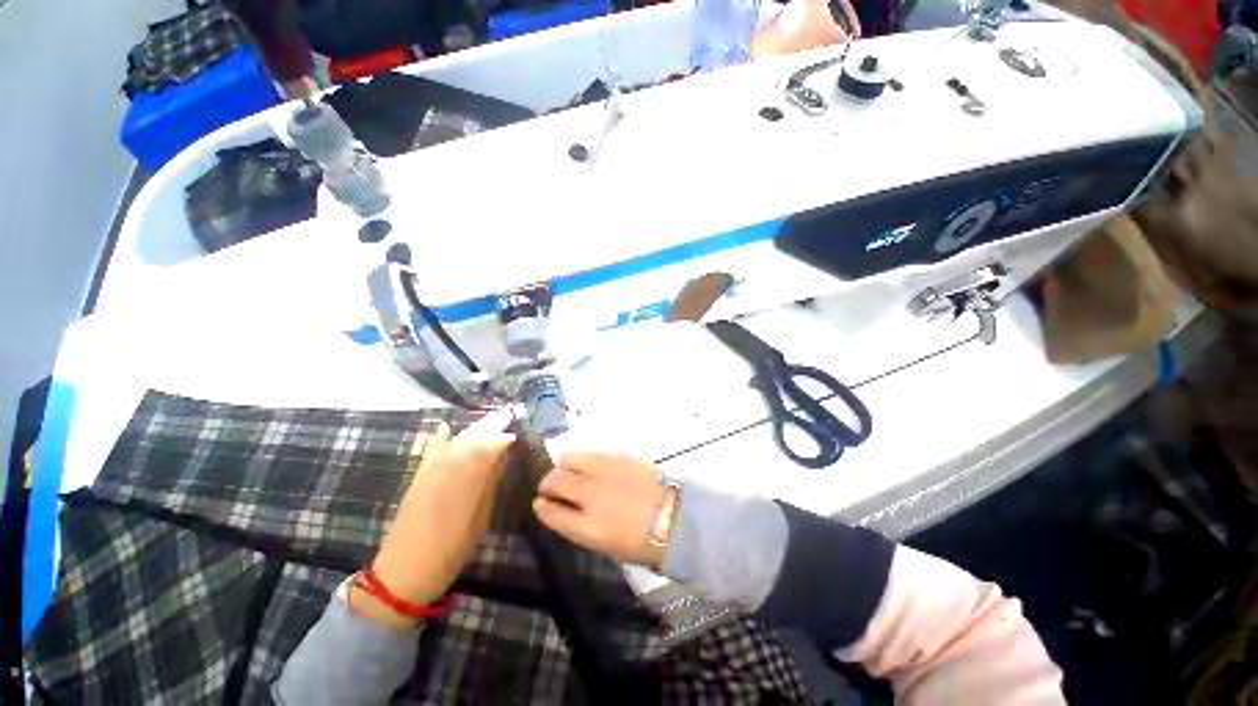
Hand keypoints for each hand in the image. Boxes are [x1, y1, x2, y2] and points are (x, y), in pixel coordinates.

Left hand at [352, 408, 514, 629]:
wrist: (402, 574)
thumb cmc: (449, 552)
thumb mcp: (478, 522)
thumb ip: (488, 487)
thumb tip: (501, 460)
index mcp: (464, 485)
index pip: (485, 452)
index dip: (500, 440)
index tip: (514, 433)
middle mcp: (445, 473)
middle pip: (469, 442)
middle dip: (489, 428)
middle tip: (505, 417)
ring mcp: (428, 475)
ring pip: (453, 444)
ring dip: (472, 430)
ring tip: (488, 421)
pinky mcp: (417, 480)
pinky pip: (430, 452)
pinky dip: (439, 438)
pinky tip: (445, 427)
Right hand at [533, 452, 674, 568]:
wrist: (675, 517)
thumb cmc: (641, 541)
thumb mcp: (605, 542)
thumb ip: (579, 524)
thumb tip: (563, 508)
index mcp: (587, 525)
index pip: (551, 512)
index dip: (542, 507)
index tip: (539, 503)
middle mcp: (591, 494)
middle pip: (555, 479)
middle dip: (547, 482)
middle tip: (551, 486)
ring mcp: (605, 471)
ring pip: (570, 458)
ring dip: (564, 465)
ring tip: (570, 471)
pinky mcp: (619, 456)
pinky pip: (592, 453)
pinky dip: (585, 459)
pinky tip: (592, 466)